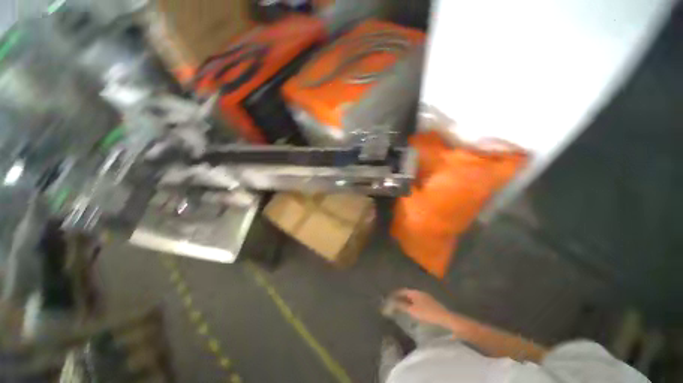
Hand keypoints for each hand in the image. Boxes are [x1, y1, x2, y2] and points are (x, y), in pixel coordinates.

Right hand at [390, 289, 452, 326]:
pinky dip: (412, 305)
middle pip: (407, 294)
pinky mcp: (430, 304)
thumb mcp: (412, 310)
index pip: (402, 290)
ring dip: (406, 302)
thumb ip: (401, 305)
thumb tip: (391, 302)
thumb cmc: (427, 313)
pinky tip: (412, 311)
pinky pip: (417, 302)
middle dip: (400, 298)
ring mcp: (426, 298)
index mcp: (415, 292)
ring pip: (413, 298)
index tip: (389, 297)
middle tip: (393, 303)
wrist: (446, 319)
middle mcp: (420, 293)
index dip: (395, 293)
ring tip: (401, 308)